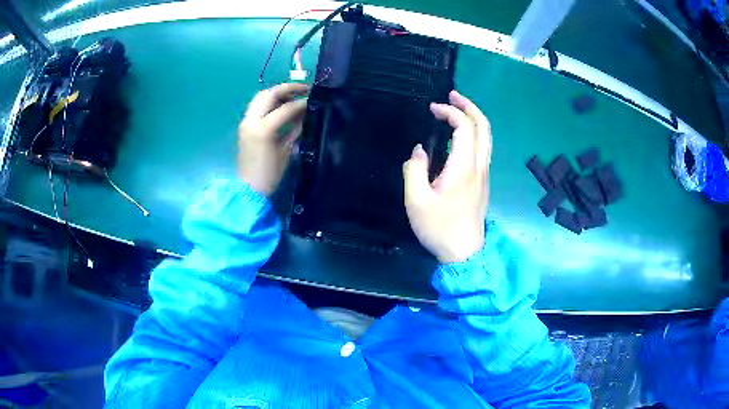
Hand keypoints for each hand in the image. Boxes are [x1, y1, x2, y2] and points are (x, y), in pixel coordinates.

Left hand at [238, 83, 309, 195]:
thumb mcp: (286, 151)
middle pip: (269, 94)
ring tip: (294, 96)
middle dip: (288, 89)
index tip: (314, 99)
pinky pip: (257, 106)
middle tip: (304, 90)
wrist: (248, 189)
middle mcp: (251, 120)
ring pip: (260, 97)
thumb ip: (295, 129)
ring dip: (277, 93)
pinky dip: (270, 101)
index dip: (302, 102)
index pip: (286, 108)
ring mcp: (246, 122)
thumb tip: (305, 113)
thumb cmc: (270, 174)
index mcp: (263, 129)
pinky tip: (282, 105)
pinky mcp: (244, 125)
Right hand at [403, 91, 491, 262]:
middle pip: (484, 127)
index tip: (432, 109)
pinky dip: (474, 132)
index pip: (464, 127)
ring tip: (457, 109)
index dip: (450, 112)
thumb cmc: (439, 228)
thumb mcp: (416, 201)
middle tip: (453, 95)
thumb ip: (414, 170)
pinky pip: (483, 148)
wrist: (464, 252)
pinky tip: (459, 136)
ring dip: (474, 118)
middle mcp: (479, 166)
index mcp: (463, 167)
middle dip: (470, 106)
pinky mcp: (483, 182)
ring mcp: (484, 174)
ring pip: (487, 137)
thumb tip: (420, 151)